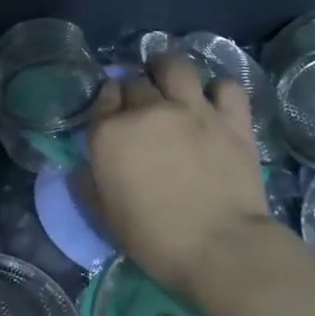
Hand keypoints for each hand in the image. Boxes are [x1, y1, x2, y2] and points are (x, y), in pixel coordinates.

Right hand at [84, 54, 300, 301]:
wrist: (221, 249)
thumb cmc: (154, 240)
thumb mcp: (104, 216)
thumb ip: (88, 184)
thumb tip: (82, 168)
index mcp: (110, 133)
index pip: (103, 96)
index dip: (108, 102)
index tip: (113, 115)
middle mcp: (148, 111)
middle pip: (135, 80)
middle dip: (134, 90)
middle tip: (142, 109)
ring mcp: (193, 110)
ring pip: (175, 66)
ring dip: (168, 70)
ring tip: (171, 85)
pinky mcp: (232, 119)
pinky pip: (226, 86)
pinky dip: (218, 90)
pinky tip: (214, 103)